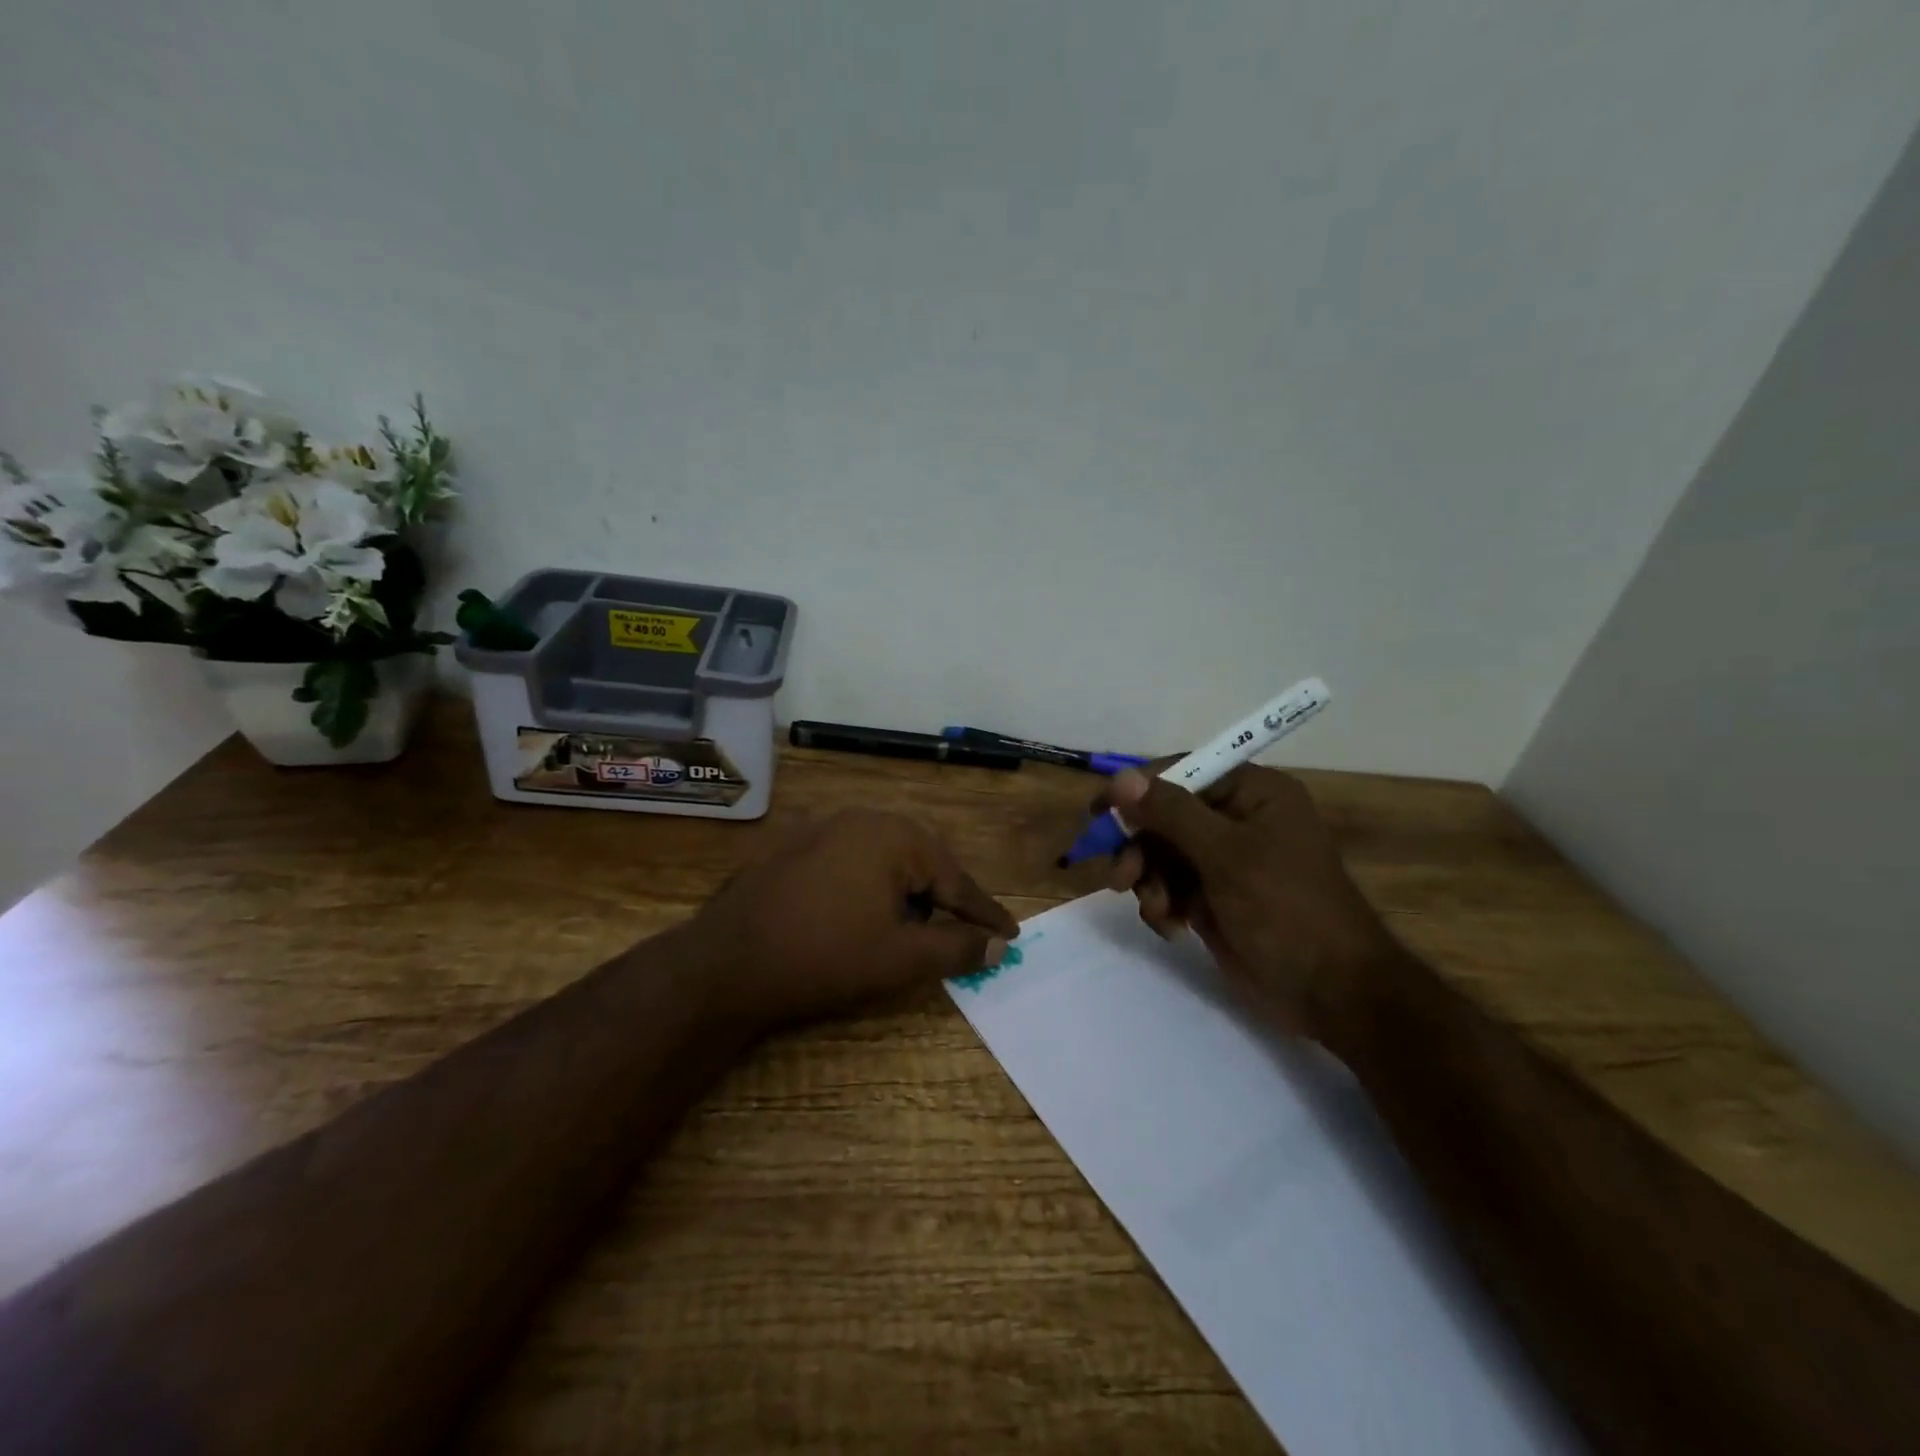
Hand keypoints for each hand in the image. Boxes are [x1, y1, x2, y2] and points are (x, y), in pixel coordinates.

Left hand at [688, 810, 1019, 1030]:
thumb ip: (956, 948)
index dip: (984, 912)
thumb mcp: (901, 958)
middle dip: (946, 897)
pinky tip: (867, 913)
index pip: (955, 880)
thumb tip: (998, 945)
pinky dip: (873, 885)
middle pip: (923, 861)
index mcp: (895, 836)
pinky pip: (853, 860)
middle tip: (965, 930)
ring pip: (887, 858)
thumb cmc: (825, 956)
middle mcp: (863, 819)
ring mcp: (824, 828)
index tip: (1012, 933)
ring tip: (916, 926)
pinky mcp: (797, 845)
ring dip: (908, 891)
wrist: (727, 962)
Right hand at [1099, 766, 1402, 1059]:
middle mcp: (1237, 819)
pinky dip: (1161, 904)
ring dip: (1149, 880)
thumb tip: (1119, 778)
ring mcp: (1225, 861)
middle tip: (1122, 876)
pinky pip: (1169, 886)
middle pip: (1165, 815)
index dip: (1138, 789)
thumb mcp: (1226, 855)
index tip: (1099, 813)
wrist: (1330, 993)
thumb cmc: (1285, 909)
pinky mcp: (1214, 897)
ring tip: (1158, 909)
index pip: (1182, 771)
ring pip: (1161, 853)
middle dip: (1141, 846)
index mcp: (1253, 793)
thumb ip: (1171, 813)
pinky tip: (1171, 927)